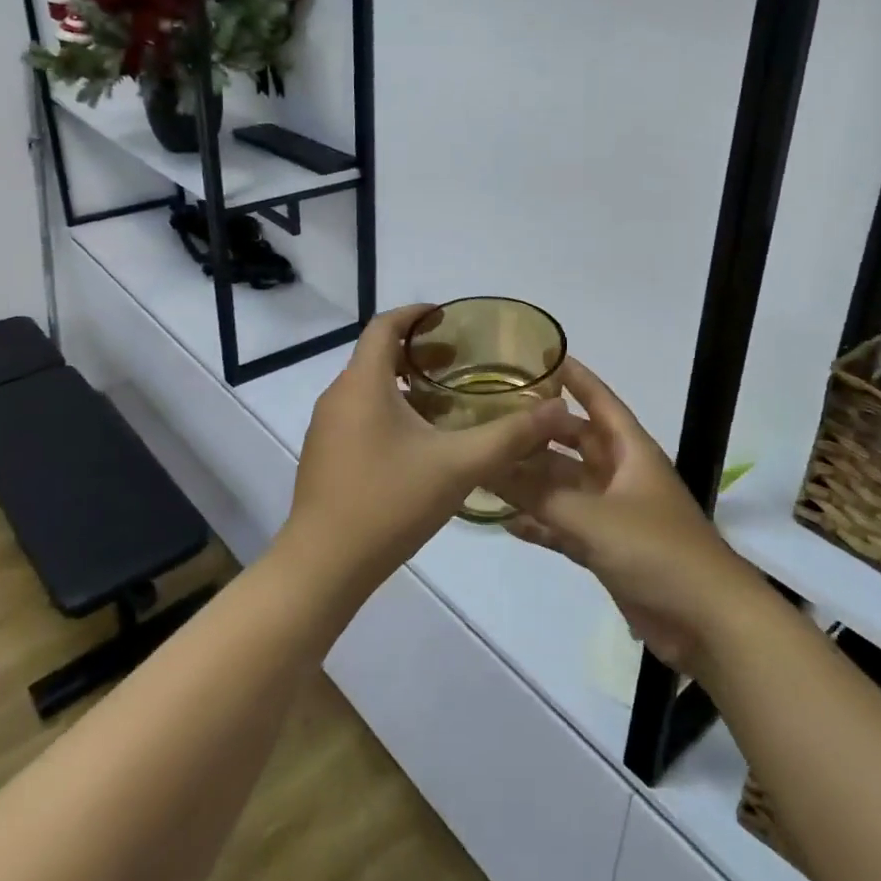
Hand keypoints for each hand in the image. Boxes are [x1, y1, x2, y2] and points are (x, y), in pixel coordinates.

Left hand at [281, 305, 573, 599]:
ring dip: (405, 384)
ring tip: (446, 402)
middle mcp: (337, 396)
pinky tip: (418, 443)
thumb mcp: (458, 466)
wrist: (323, 566)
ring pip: (368, 387)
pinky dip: (389, 410)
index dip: (416, 314)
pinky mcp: (324, 454)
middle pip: (376, 355)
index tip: (448, 318)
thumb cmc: (389, 502)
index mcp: (362, 383)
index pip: (384, 325)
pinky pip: (358, 414)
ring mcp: (326, 427)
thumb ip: (510, 436)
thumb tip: (557, 409)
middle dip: (418, 353)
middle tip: (459, 362)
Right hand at [491, 359, 763, 674]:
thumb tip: (490, 466)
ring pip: (565, 487)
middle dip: (539, 432)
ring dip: (533, 481)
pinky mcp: (607, 550)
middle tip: (495, 417)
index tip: (541, 357)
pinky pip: (566, 527)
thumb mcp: (594, 517)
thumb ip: (540, 494)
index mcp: (631, 452)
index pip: (600, 402)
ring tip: (488, 467)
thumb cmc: (657, 550)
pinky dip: (541, 524)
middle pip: (575, 444)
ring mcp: (614, 514)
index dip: (575, 378)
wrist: (707, 622)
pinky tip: (506, 521)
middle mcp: (621, 475)